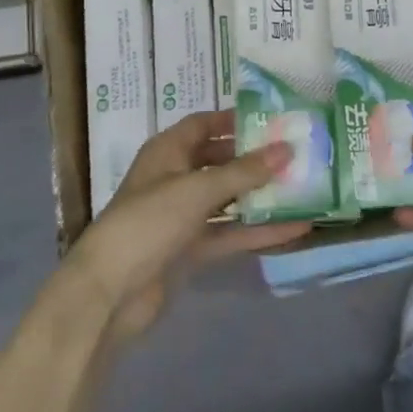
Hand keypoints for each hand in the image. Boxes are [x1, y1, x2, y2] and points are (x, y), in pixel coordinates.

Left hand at [69, 110, 308, 340]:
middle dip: (254, 158)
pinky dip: (257, 230)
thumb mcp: (199, 190)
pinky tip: (294, 229)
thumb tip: (287, 149)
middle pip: (219, 160)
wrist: (110, 292)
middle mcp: (175, 178)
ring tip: (302, 187)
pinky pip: (229, 232)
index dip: (233, 119)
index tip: (272, 119)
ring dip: (259, 195)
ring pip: (227, 199)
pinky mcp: (190, 249)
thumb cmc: (150, 222)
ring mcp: (182, 215)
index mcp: (167, 151)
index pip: (203, 124)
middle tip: (295, 153)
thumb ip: (245, 171)